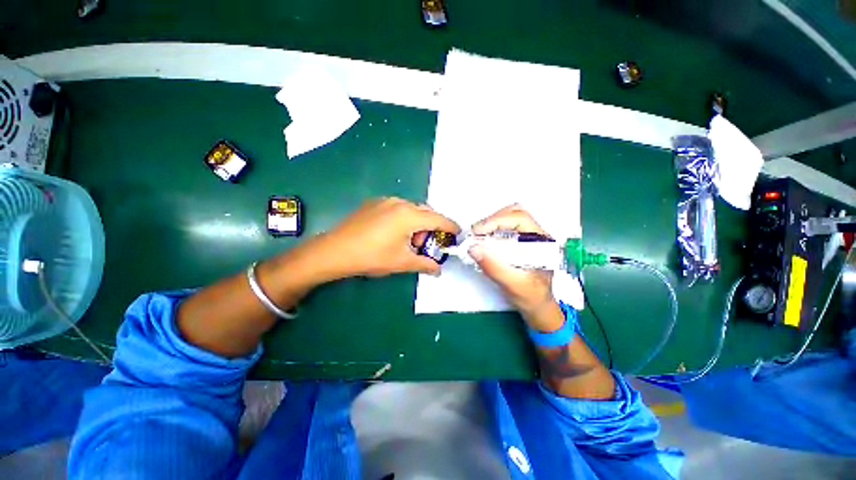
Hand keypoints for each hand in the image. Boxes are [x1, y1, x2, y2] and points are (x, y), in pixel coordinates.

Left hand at [308, 197, 459, 278]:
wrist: (335, 250)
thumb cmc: (372, 257)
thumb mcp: (402, 262)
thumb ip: (425, 264)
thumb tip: (438, 270)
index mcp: (409, 215)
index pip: (439, 219)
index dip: (451, 227)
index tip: (457, 235)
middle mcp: (400, 203)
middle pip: (426, 213)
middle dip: (432, 227)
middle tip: (426, 245)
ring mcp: (385, 201)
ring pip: (411, 209)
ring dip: (417, 223)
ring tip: (408, 241)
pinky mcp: (374, 203)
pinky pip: (397, 208)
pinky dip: (404, 219)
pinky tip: (393, 233)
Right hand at [468, 204, 556, 324]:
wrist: (537, 306)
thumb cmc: (531, 297)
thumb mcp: (513, 284)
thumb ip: (494, 267)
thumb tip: (473, 248)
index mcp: (542, 241)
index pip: (519, 219)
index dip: (496, 221)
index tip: (477, 231)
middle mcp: (536, 235)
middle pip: (514, 213)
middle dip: (492, 220)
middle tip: (475, 233)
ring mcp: (527, 237)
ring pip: (508, 218)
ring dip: (491, 224)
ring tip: (477, 236)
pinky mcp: (519, 242)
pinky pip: (503, 228)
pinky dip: (490, 231)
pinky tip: (483, 241)